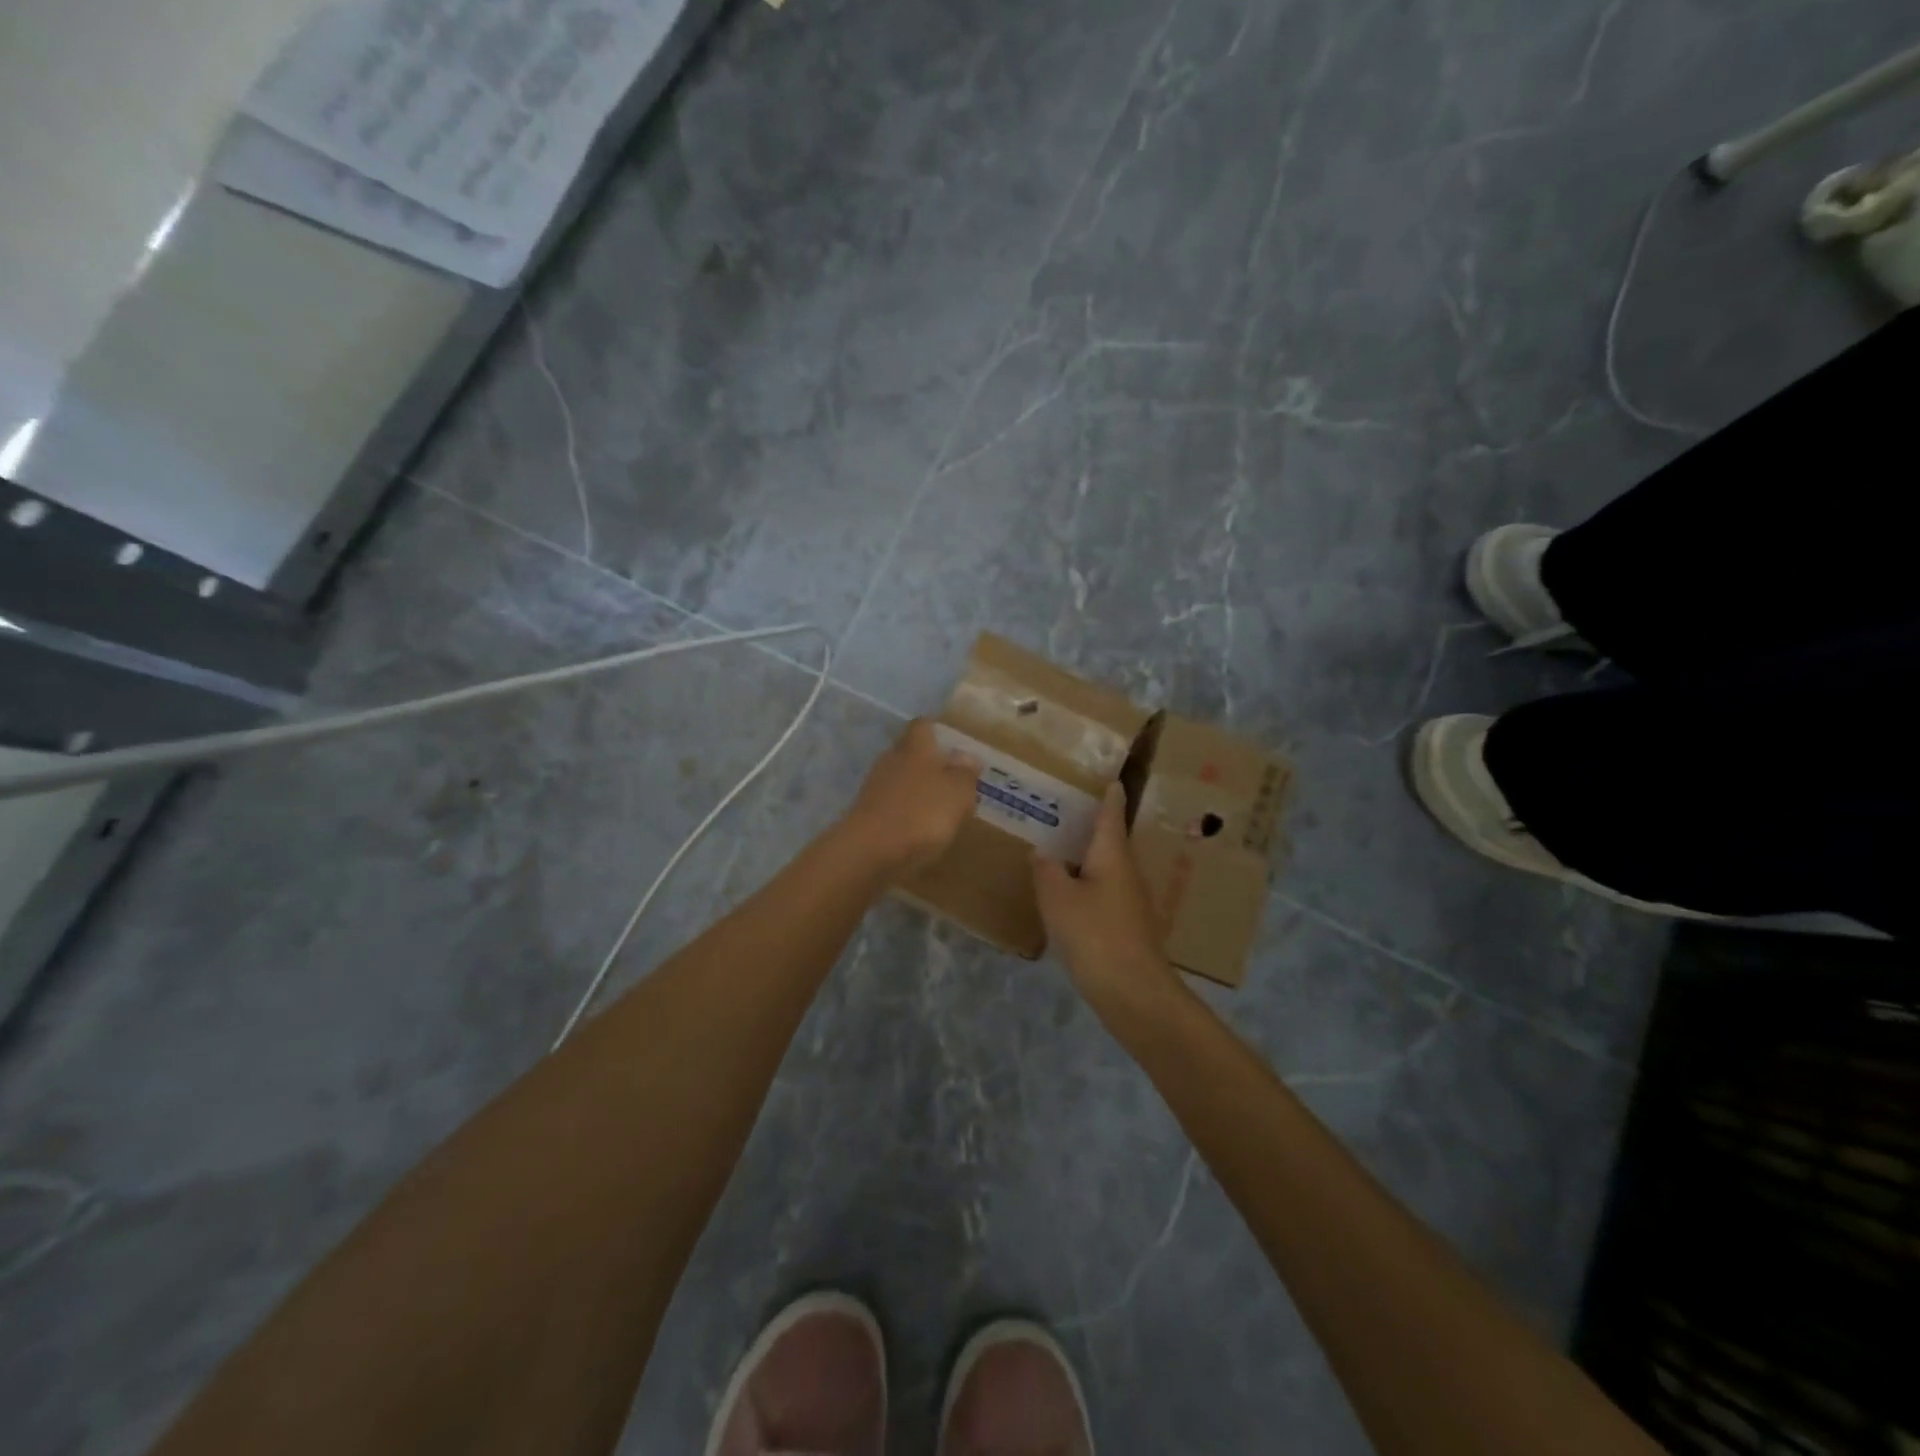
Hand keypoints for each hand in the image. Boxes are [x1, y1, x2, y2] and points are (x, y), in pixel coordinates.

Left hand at [838, 719, 981, 875]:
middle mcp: (892, 759)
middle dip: (930, 762)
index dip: (938, 730)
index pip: (924, 725)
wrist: (870, 851)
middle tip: (954, 777)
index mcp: (915, 747)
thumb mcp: (957, 792)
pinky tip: (921, 828)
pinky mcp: (868, 813)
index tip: (955, 743)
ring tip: (942, 806)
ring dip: (918, 789)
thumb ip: (965, 773)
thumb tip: (967, 757)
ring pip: (901, 779)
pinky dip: (907, 811)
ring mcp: (875, 787)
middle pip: (911, 752)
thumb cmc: (921, 813)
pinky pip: (893, 804)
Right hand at [1033, 784, 1183, 1016]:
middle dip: (1092, 828)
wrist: (1133, 992)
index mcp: (1113, 856)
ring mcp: (1132, 903)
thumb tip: (1042, 853)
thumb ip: (1046, 871)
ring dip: (1088, 860)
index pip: (1111, 816)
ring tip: (1061, 852)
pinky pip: (1105, 895)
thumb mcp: (1058, 898)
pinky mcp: (1128, 928)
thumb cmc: (1095, 934)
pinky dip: (1088, 887)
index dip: (1109, 797)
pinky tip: (1070, 897)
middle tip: (1066, 813)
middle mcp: (1127, 873)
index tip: (1110, 778)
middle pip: (1111, 842)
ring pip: (1107, 870)